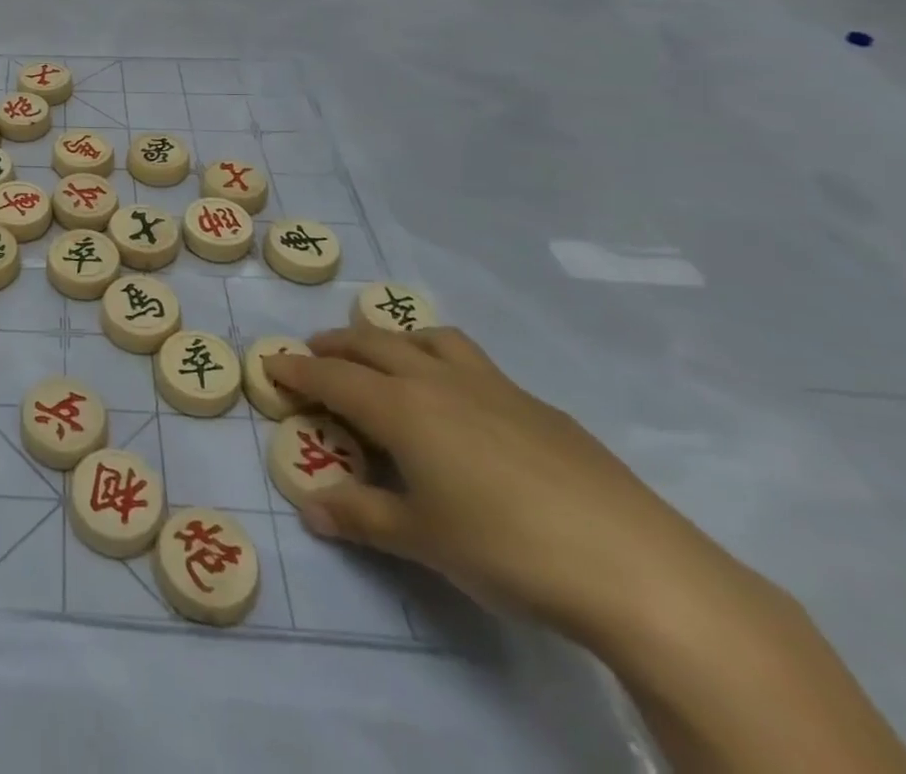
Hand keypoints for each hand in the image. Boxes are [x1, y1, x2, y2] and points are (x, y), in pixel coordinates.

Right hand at [265, 326, 736, 647]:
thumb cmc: (507, 549)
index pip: (332, 377)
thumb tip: (310, 508)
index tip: (270, 363)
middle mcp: (438, 381)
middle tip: (315, 353)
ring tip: (385, 357)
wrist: (636, 567)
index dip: (296, 369)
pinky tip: (462, 405)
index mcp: (401, 407)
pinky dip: (443, 362)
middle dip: (336, 344)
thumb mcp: (422, 540)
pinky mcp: (538, 405)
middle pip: (373, 343)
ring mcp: (492, 387)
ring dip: (393, 339)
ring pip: (427, 339)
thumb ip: (361, 517)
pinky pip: (472, 362)